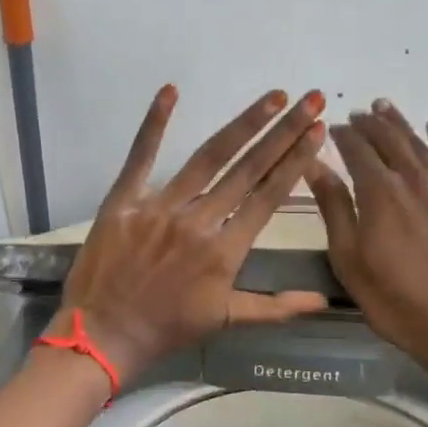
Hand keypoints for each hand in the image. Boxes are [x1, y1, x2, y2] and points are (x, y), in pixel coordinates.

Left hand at [58, 86, 329, 378]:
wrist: (104, 335)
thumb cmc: (167, 328)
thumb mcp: (226, 319)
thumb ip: (276, 307)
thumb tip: (322, 300)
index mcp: (225, 251)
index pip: (268, 197)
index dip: (296, 162)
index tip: (317, 132)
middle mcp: (198, 222)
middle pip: (248, 169)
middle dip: (283, 133)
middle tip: (311, 99)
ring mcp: (159, 207)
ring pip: (208, 158)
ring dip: (243, 125)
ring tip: (272, 97)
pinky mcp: (124, 201)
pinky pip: (141, 156)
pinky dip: (155, 123)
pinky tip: (171, 91)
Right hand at [306, 101, 427, 395]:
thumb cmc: (393, 300)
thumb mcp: (348, 259)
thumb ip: (333, 208)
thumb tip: (316, 165)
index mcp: (378, 193)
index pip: (357, 152)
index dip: (344, 136)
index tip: (333, 129)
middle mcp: (414, 179)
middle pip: (390, 141)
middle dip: (371, 124)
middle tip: (358, 113)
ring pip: (421, 145)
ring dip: (401, 124)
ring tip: (386, 108)